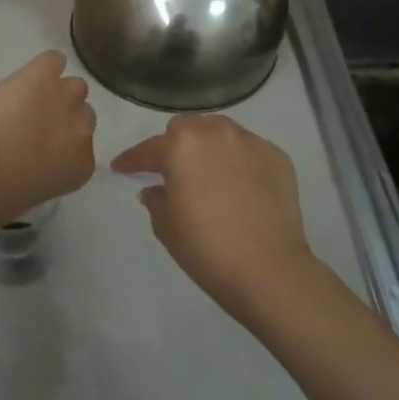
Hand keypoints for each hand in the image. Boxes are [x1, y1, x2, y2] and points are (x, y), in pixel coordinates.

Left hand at [0, 51, 96, 227]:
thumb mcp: (29, 196)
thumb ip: (44, 177)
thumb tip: (33, 168)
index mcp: (81, 166)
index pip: (83, 147)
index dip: (62, 144)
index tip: (42, 148)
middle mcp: (82, 130)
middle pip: (83, 113)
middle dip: (62, 118)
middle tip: (33, 124)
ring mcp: (64, 98)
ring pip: (73, 86)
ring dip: (54, 92)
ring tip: (27, 99)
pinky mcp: (42, 75)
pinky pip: (52, 60)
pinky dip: (42, 66)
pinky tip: (25, 77)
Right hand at [112, 115, 325, 327]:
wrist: (268, 270)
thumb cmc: (206, 248)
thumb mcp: (166, 226)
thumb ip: (155, 199)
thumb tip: (155, 189)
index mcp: (181, 146)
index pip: (148, 149)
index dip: (131, 160)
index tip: (121, 168)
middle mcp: (215, 133)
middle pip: (186, 128)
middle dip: (174, 145)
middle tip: (171, 170)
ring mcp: (250, 142)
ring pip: (220, 131)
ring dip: (207, 145)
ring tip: (207, 170)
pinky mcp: (277, 157)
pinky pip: (248, 149)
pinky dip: (238, 160)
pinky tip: (238, 184)